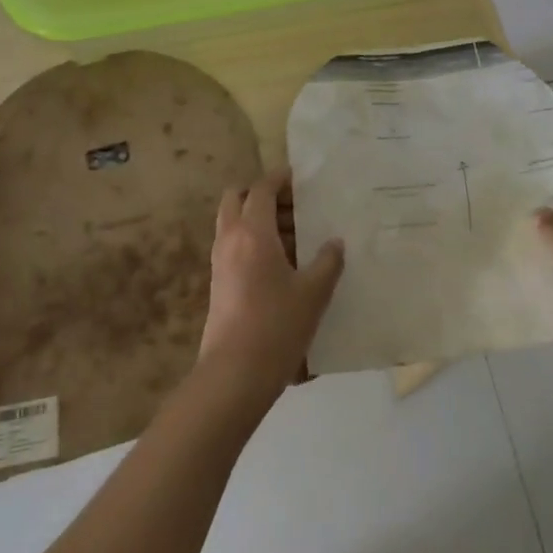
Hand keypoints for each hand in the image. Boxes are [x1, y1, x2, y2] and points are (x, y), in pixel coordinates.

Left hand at [198, 169, 344, 414]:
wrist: (234, 374)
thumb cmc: (277, 326)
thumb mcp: (313, 293)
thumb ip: (328, 262)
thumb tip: (334, 243)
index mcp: (252, 233)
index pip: (261, 189)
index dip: (279, 179)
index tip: (299, 178)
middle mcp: (230, 239)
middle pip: (236, 198)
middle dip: (261, 194)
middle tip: (293, 206)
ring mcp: (220, 261)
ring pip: (233, 222)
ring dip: (258, 219)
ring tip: (296, 236)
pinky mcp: (219, 282)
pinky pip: (234, 245)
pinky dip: (253, 240)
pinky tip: (282, 262)